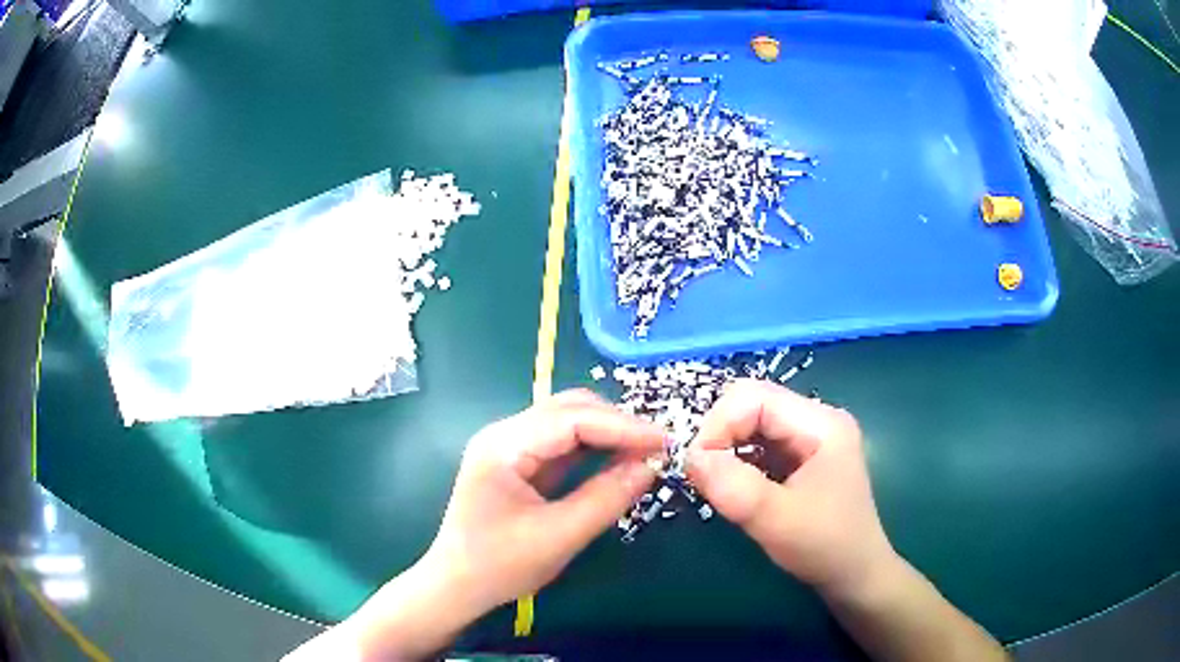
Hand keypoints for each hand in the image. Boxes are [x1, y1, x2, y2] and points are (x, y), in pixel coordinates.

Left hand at [297, 391, 664, 660]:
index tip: (665, 442)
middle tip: (659, 447)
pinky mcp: (517, 462)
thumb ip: (607, 498)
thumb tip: (651, 466)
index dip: (622, 427)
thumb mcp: (559, 536)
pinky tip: (618, 459)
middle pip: (569, 409)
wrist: (456, 586)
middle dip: (617, 424)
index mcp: (504, 446)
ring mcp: (509, 446)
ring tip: (646, 451)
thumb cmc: (500, 566)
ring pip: (567, 421)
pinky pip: (561, 444)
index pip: (572, 419)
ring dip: (607, 433)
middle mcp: (504, 434)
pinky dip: (593, 448)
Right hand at [686, 380, 897, 600]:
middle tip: (702, 475)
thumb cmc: (825, 547)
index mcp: (821, 424)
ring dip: (728, 450)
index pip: (754, 397)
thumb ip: (732, 486)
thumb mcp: (775, 520)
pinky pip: (761, 445)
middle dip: (720, 436)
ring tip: (717, 483)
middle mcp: (818, 420)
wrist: (856, 576)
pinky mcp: (804, 457)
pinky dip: (739, 461)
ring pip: (754, 425)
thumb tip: (689, 457)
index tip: (695, 466)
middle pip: (753, 404)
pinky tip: (736, 486)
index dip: (718, 424)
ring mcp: (812, 438)